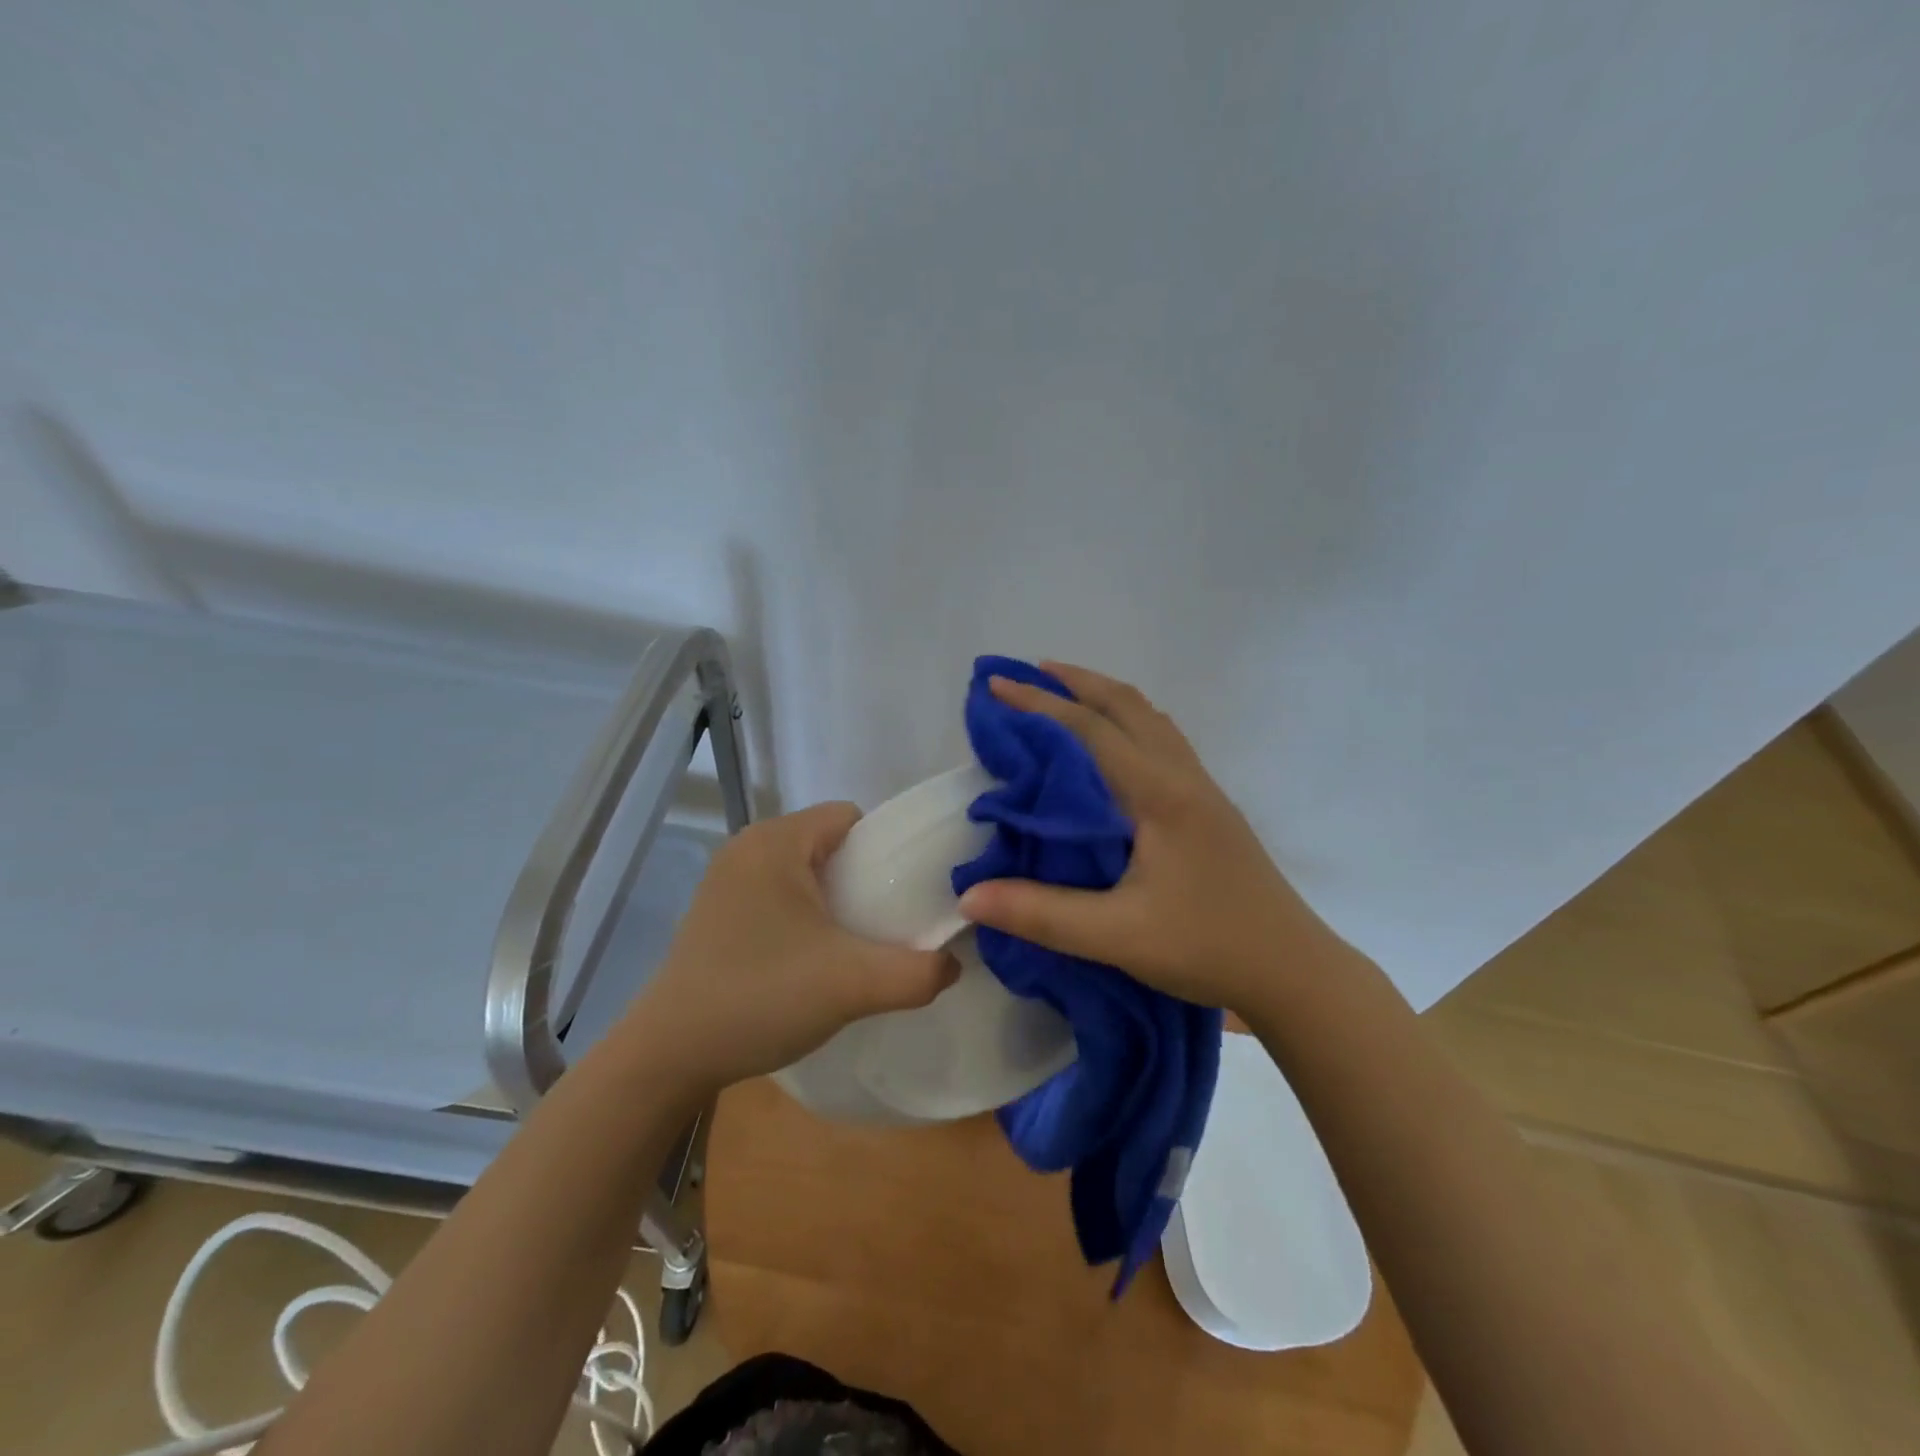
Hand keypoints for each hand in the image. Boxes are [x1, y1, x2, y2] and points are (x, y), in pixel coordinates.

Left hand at [626, 803, 959, 1089]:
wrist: (668, 1056)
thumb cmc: (760, 998)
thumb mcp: (853, 986)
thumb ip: (918, 972)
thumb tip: (953, 964)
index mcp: (777, 841)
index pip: (851, 818)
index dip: (886, 850)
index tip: (904, 897)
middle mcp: (748, 846)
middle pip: (829, 843)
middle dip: (864, 879)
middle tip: (886, 927)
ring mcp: (727, 879)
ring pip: (804, 870)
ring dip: (835, 900)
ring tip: (854, 946)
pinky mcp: (717, 911)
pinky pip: (779, 893)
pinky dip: (805, 914)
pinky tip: (811, 959)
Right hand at [956, 661, 1346, 1012]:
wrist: (1295, 971)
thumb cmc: (1208, 947)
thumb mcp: (1117, 937)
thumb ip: (1041, 913)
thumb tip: (968, 896)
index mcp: (1159, 794)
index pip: (1090, 730)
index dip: (1039, 705)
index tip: (995, 685)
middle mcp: (1183, 777)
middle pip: (1127, 706)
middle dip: (1076, 683)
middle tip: (1029, 675)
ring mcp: (1202, 790)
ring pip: (1151, 720)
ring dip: (1106, 699)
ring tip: (1067, 696)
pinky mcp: (1210, 808)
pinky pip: (1164, 742)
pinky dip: (1129, 723)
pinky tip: (1115, 748)